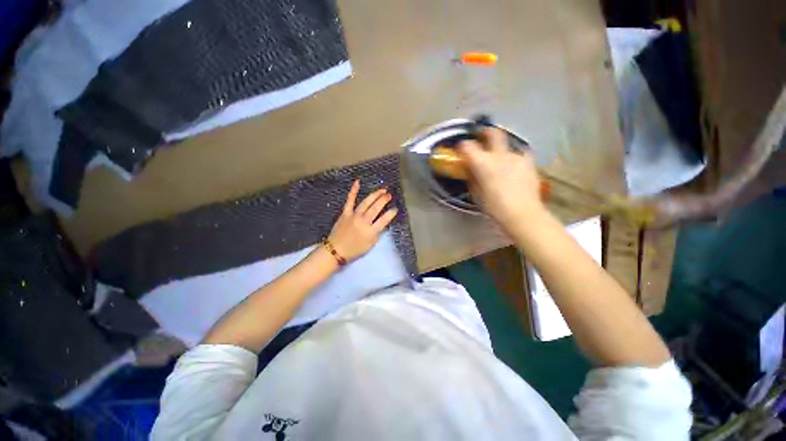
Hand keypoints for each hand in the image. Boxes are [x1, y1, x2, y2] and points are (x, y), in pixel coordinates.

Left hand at [327, 180, 397, 261]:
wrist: (336, 250)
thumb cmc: (355, 250)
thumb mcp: (371, 245)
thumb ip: (377, 233)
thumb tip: (382, 223)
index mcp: (371, 231)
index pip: (384, 219)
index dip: (391, 213)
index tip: (395, 208)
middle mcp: (364, 221)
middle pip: (376, 208)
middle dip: (384, 200)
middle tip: (389, 195)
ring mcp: (354, 216)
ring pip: (366, 202)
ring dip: (375, 195)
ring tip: (382, 190)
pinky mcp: (345, 213)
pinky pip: (350, 200)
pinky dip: (353, 191)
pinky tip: (358, 182)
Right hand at [458, 128, 545, 231]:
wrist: (522, 214)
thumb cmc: (494, 207)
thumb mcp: (476, 194)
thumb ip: (472, 178)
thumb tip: (470, 170)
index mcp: (483, 163)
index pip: (468, 146)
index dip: (462, 146)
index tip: (460, 149)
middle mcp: (500, 155)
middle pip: (493, 133)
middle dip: (485, 132)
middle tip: (482, 137)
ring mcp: (516, 157)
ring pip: (508, 144)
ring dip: (501, 148)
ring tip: (500, 158)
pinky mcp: (529, 163)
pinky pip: (520, 154)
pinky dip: (514, 157)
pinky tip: (514, 165)